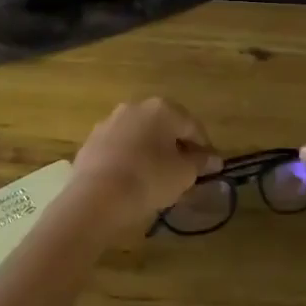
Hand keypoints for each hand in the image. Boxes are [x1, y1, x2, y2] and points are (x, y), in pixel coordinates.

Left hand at [69, 98, 221, 234]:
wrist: (96, 198)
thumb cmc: (149, 179)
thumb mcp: (184, 174)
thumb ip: (201, 162)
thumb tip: (213, 159)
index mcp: (162, 109)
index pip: (193, 127)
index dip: (204, 149)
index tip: (210, 170)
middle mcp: (135, 107)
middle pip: (165, 128)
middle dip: (176, 147)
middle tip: (184, 173)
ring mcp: (109, 122)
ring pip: (140, 137)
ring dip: (152, 152)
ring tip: (158, 179)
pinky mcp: (91, 142)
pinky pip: (120, 149)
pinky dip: (130, 159)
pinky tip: (133, 180)